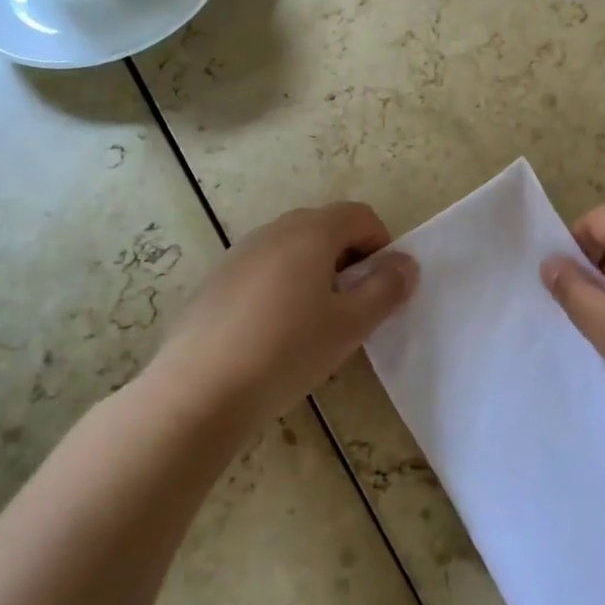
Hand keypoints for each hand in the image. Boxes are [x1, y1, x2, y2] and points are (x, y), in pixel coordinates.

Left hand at [147, 202, 416, 429]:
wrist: (199, 390)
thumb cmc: (287, 351)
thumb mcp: (351, 324)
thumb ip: (386, 288)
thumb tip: (406, 263)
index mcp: (311, 232)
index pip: (360, 215)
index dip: (381, 245)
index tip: (380, 287)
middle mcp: (273, 230)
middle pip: (325, 227)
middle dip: (349, 259)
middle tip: (352, 307)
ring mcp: (239, 253)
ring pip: (292, 249)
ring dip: (316, 273)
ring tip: (314, 324)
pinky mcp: (216, 280)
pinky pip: (264, 270)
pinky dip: (282, 287)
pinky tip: (274, 334)